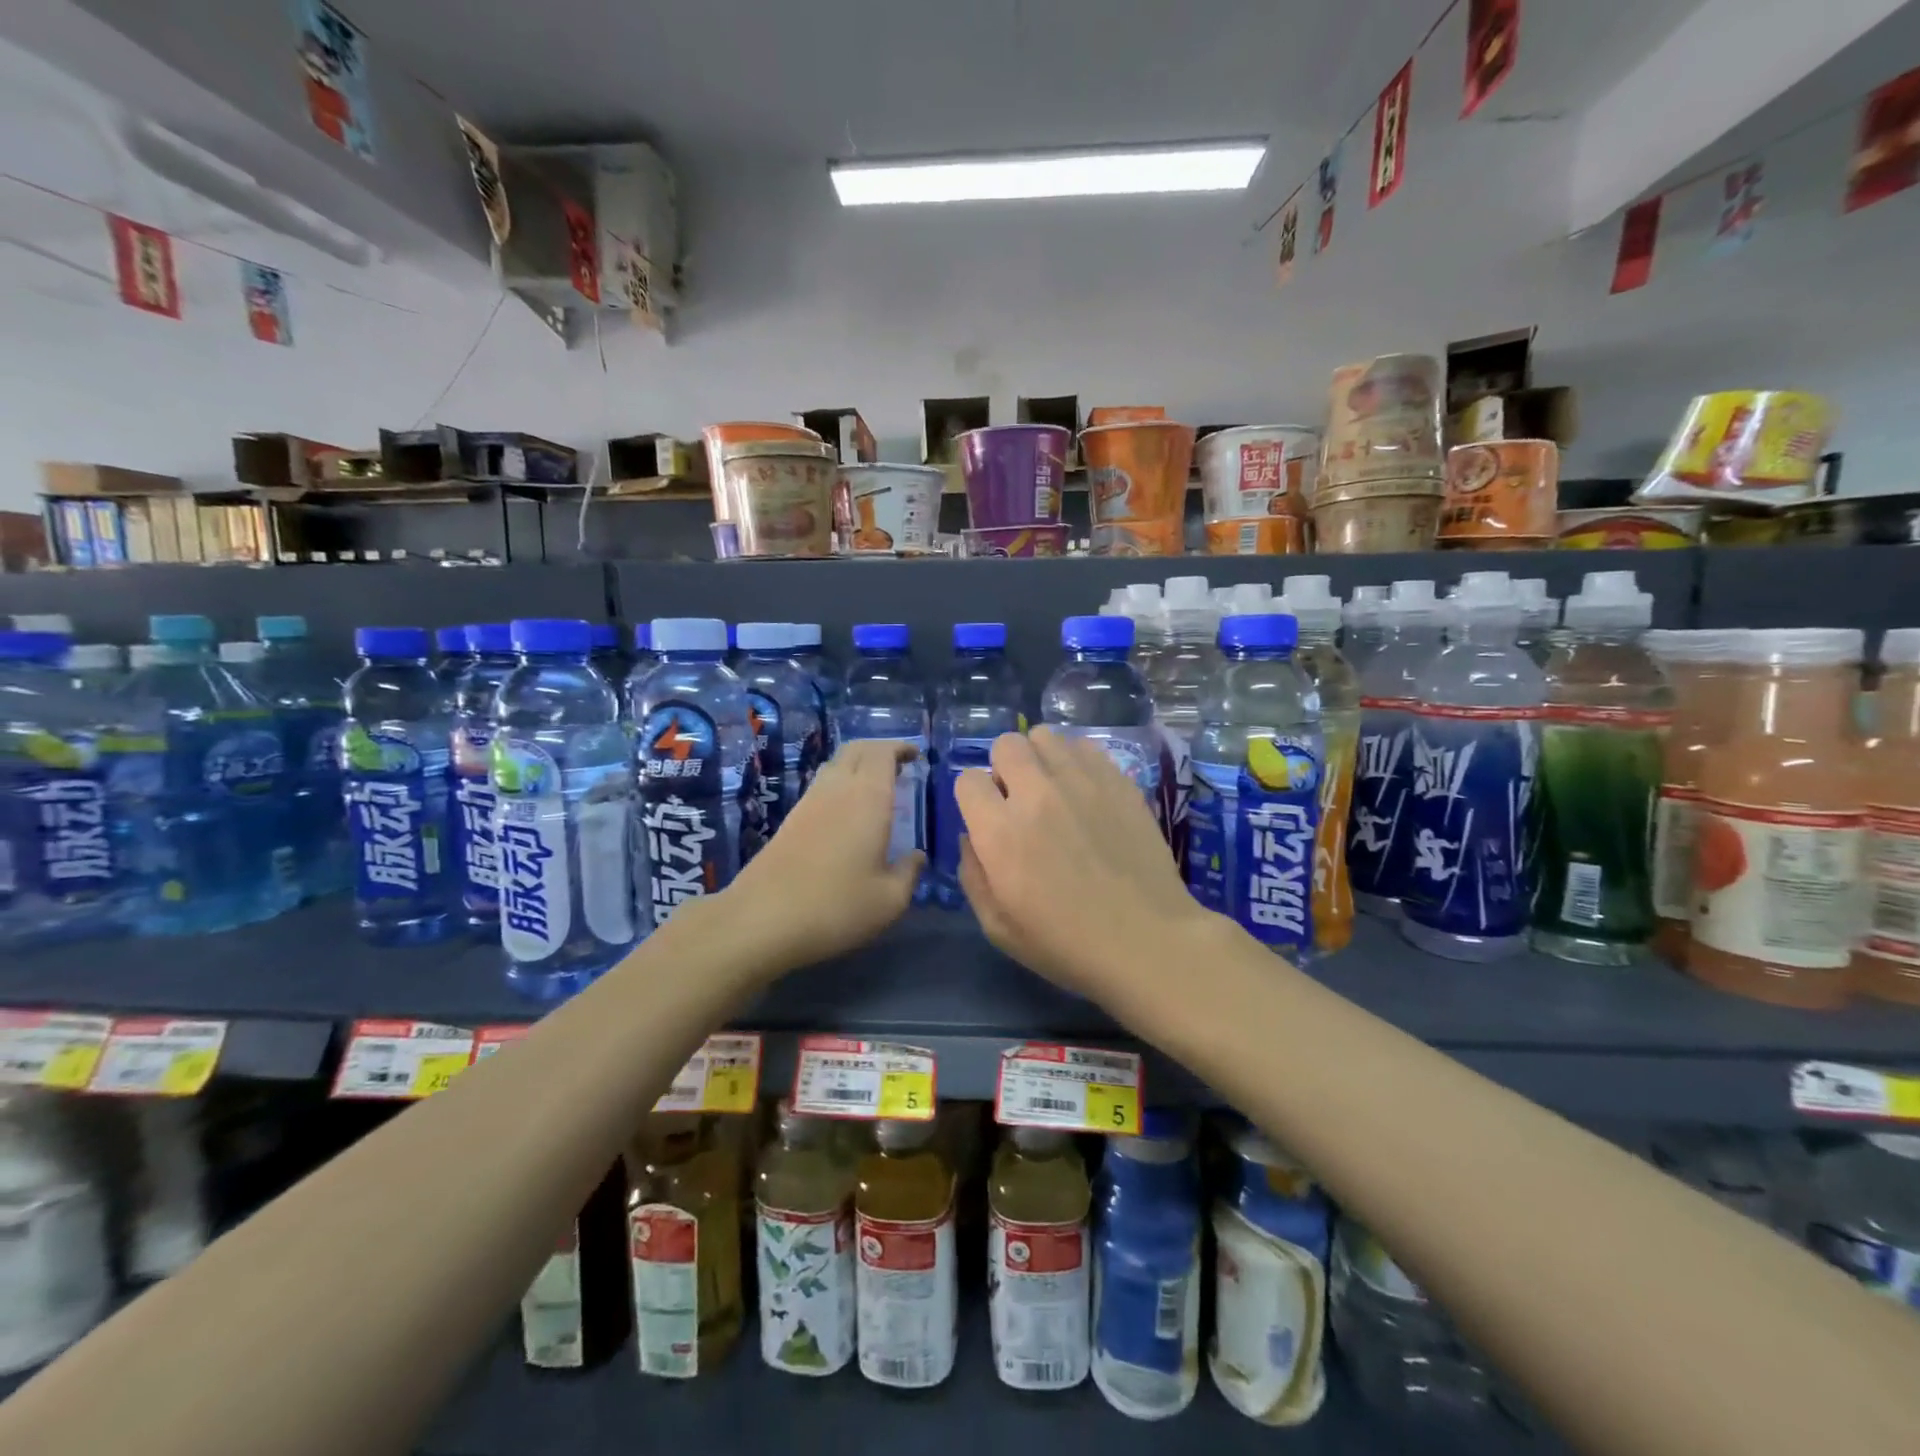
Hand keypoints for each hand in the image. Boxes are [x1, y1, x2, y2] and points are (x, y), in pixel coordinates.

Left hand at [719, 739, 923, 972]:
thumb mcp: (889, 899)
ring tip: (877, 788)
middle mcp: (837, 789)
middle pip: (856, 750)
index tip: (915, 755)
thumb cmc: (837, 907)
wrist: (762, 920)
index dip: (900, 748)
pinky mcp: (789, 821)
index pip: (883, 753)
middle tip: (899, 767)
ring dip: (858, 767)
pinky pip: (821, 787)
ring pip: (835, 766)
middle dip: (879, 751)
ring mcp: (808, 803)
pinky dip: (840, 786)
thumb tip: (917, 857)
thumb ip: (909, 873)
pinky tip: (848, 814)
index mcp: (868, 798)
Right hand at [956, 727, 1217, 1006]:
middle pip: (1005, 744)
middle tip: (1019, 799)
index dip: (974, 799)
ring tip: (1053, 789)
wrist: (1147, 941)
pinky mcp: (1118, 780)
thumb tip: (969, 836)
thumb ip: (973, 874)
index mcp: (1000, 832)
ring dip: (1039, 759)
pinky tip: (1085, 792)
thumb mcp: (998, 927)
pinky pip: (1084, 747)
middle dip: (1003, 768)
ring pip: (1045, 736)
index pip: (968, 780)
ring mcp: (1082, 781)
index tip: (989, 819)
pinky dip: (1076, 762)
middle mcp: (1036, 793)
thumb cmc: (1067, 945)